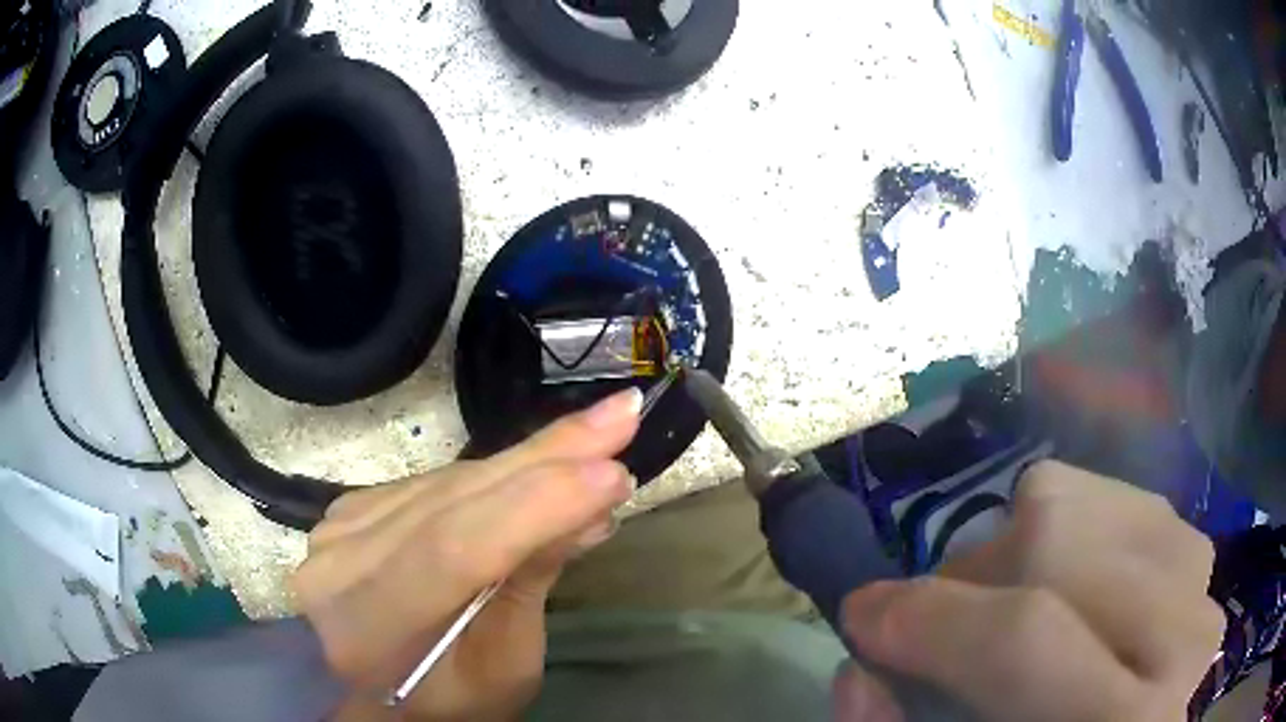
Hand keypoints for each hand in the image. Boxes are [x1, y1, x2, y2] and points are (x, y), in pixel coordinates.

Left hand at [291, 389, 641, 720]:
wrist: (365, 693)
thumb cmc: (440, 705)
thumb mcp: (500, 672)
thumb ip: (527, 590)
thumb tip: (586, 510)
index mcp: (367, 631)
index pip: (451, 552)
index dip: (533, 508)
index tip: (614, 474)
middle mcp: (341, 564)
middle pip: (449, 500)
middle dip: (546, 459)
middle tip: (622, 417)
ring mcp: (340, 528)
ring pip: (449, 482)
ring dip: (530, 459)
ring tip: (600, 436)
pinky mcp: (353, 508)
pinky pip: (437, 484)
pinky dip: (497, 475)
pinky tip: (542, 466)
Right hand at [834, 461, 1223, 721]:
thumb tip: (857, 666)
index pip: (1025, 637)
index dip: (930, 620)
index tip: (862, 617)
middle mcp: (1180, 645)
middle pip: (1059, 541)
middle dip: (975, 580)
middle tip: (947, 627)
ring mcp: (1200, 585)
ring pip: (1089, 505)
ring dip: (1028, 555)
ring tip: (1016, 612)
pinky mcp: (1202, 560)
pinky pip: (1120, 503)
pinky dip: (1079, 535)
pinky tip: (1077, 593)